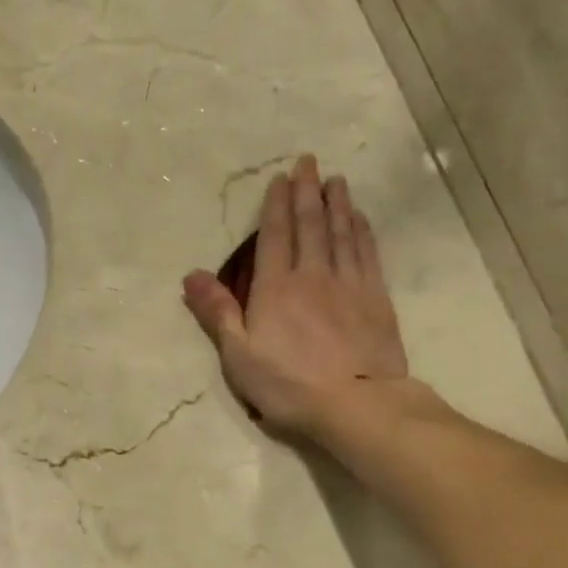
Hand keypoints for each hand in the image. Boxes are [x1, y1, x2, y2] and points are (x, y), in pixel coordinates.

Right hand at [182, 154, 417, 439]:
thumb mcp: (238, 355)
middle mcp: (312, 275)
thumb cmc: (288, 385)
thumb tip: (191, 275)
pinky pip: (367, 254)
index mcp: (275, 288)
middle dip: (308, 191)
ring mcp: (348, 285)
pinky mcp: (376, 299)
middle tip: (309, 162)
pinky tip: (360, 219)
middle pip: (310, 225)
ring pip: (342, 233)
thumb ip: (217, 312)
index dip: (276, 205)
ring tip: (336, 180)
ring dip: (337, 204)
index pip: (274, 236)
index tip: (281, 178)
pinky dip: (362, 232)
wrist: (356, 404)